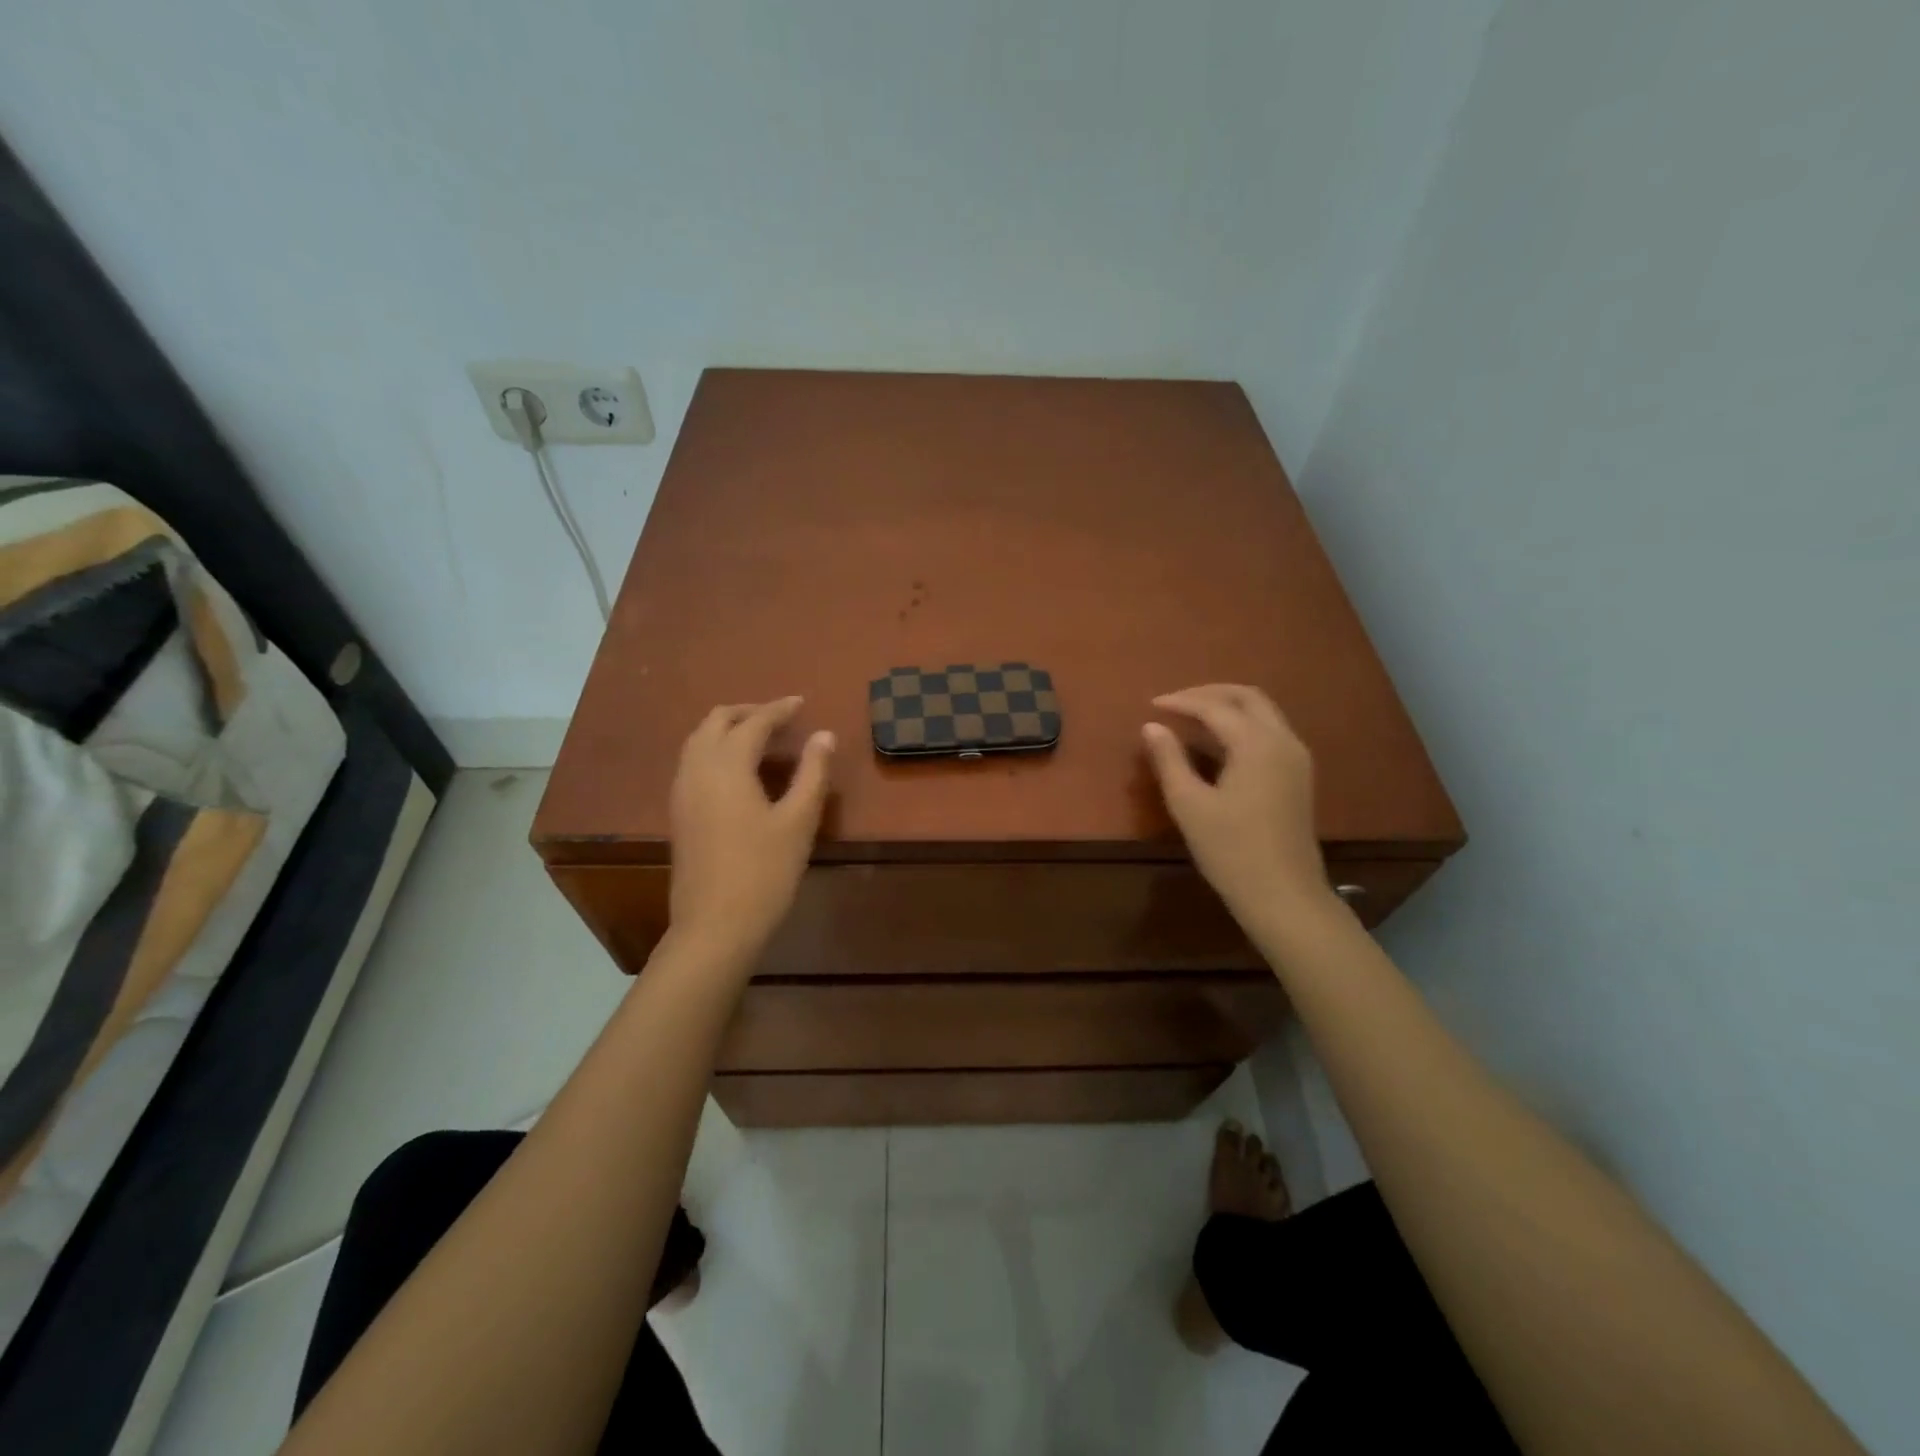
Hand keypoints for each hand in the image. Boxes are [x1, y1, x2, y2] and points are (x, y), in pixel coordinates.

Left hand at [667, 697, 834, 964]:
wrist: (714, 926)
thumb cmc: (764, 872)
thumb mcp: (798, 821)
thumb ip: (812, 773)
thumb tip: (824, 735)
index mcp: (727, 766)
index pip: (753, 722)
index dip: (779, 709)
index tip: (801, 702)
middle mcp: (697, 769)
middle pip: (716, 721)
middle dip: (748, 712)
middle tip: (781, 717)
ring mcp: (682, 792)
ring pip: (699, 740)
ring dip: (728, 729)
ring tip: (762, 739)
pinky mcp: (679, 813)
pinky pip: (693, 762)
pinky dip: (716, 749)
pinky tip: (739, 770)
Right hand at [1141, 685, 1332, 931]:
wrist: (1284, 895)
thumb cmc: (1231, 851)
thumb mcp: (1189, 805)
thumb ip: (1169, 760)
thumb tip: (1151, 727)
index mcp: (1257, 744)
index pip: (1215, 707)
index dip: (1181, 702)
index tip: (1152, 705)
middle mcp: (1283, 741)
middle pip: (1247, 697)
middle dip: (1209, 693)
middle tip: (1175, 703)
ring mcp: (1296, 758)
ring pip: (1263, 712)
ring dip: (1228, 707)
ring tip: (1191, 718)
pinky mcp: (1298, 776)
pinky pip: (1270, 732)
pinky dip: (1242, 725)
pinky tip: (1218, 743)